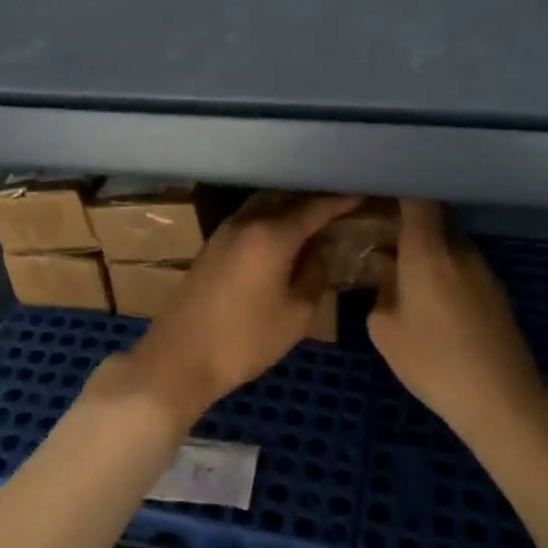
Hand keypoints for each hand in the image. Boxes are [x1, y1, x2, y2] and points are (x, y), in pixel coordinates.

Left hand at [122, 192, 360, 424]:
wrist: (181, 357)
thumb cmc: (246, 340)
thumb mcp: (296, 313)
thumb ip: (316, 272)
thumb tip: (326, 244)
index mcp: (272, 234)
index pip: (315, 206)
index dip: (342, 199)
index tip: (365, 191)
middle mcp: (247, 220)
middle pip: (288, 196)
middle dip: (317, 196)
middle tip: (345, 200)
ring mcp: (226, 229)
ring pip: (266, 203)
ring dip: (292, 204)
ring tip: (320, 213)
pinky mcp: (214, 242)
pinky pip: (251, 215)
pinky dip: (273, 215)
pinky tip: (286, 230)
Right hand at [369, 201, 547, 444]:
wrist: (503, 402)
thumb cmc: (434, 361)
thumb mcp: (384, 331)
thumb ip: (379, 296)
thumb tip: (388, 284)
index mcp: (428, 250)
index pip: (417, 200)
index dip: (398, 191)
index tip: (377, 194)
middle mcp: (460, 250)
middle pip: (432, 222)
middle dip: (406, 227)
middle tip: (380, 240)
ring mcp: (484, 272)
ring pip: (448, 247)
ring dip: (427, 254)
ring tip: (403, 275)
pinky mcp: (498, 295)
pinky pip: (463, 270)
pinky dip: (444, 274)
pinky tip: (432, 304)